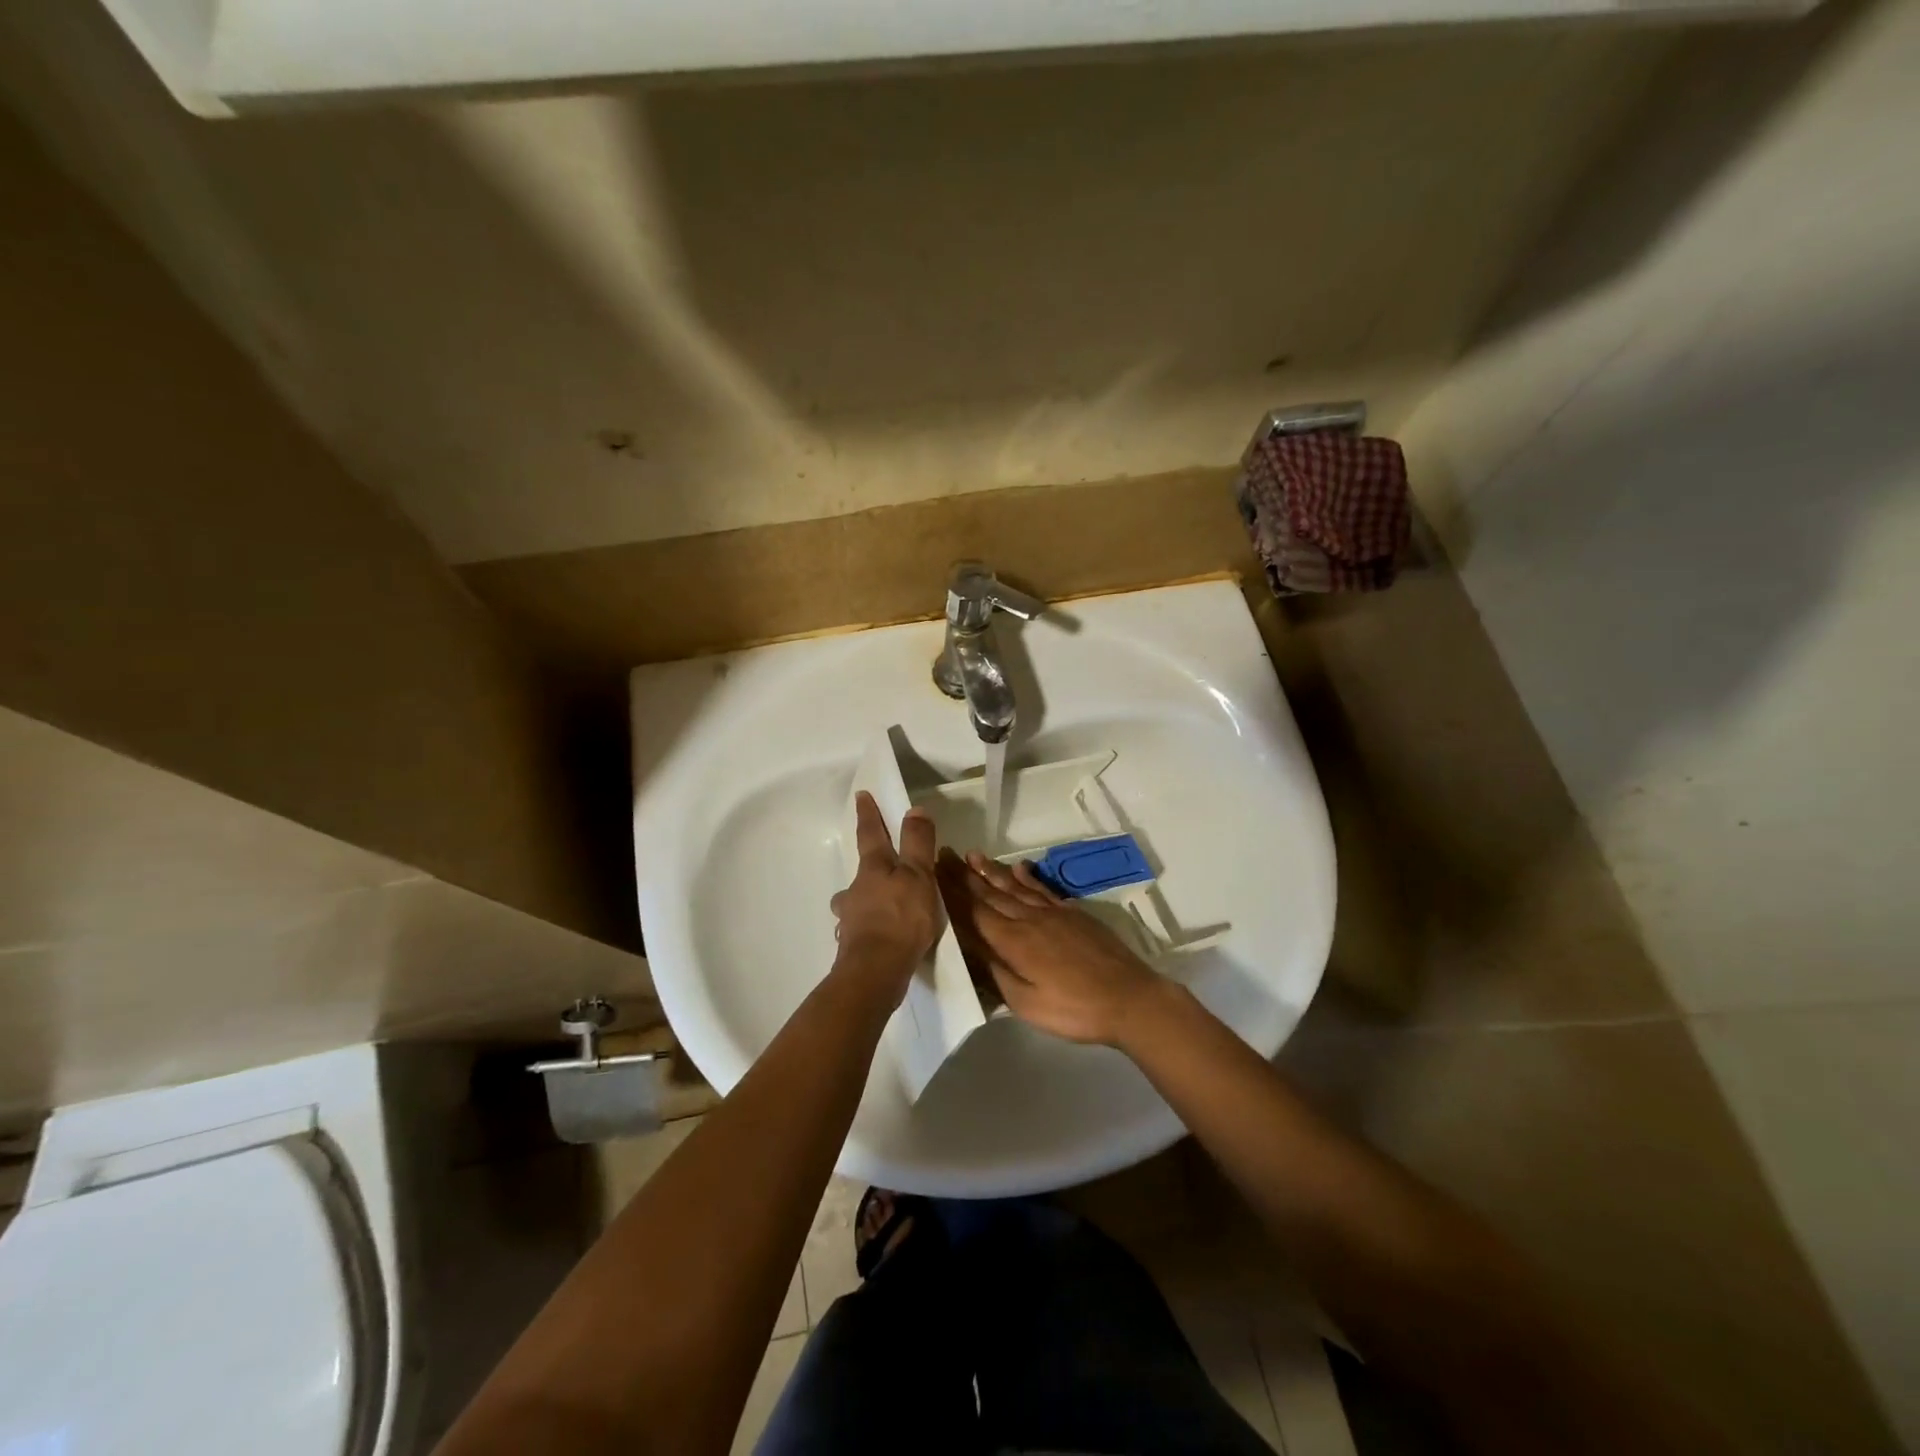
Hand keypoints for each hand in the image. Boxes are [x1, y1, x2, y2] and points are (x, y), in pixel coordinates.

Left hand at [830, 792, 941, 996]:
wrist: (876, 971)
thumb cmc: (901, 918)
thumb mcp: (918, 876)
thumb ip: (917, 844)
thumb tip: (914, 809)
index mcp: (873, 868)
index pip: (871, 834)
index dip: (869, 814)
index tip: (861, 796)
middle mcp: (856, 890)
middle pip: (861, 871)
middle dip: (869, 864)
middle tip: (879, 864)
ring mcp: (851, 918)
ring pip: (855, 901)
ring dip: (864, 898)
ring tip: (879, 905)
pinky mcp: (853, 944)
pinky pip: (861, 927)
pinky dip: (869, 926)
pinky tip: (879, 936)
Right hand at [938, 850, 1160, 1045]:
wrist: (1129, 998)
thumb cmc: (1073, 1009)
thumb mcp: (1025, 1002)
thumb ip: (995, 972)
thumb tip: (969, 947)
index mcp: (1013, 941)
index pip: (974, 911)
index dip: (952, 892)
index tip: (934, 871)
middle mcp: (1028, 919)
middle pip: (991, 893)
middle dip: (965, 875)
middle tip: (944, 854)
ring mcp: (1053, 913)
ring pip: (1015, 886)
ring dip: (992, 871)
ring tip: (972, 855)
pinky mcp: (1073, 914)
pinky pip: (1043, 889)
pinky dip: (1028, 877)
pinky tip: (1020, 867)